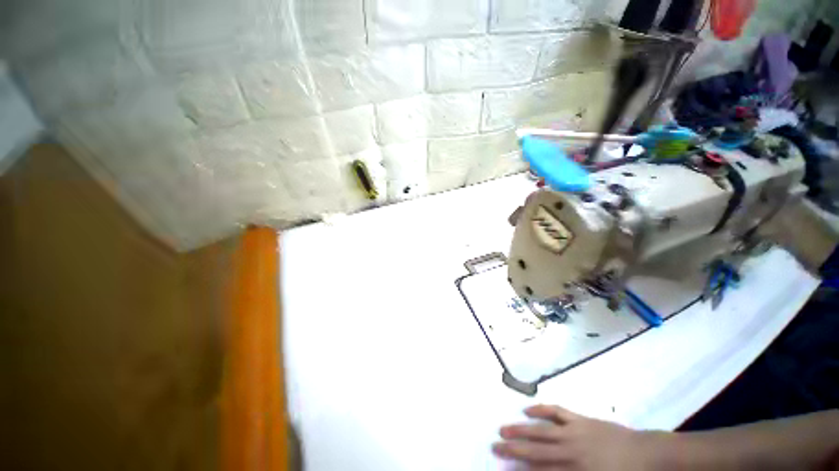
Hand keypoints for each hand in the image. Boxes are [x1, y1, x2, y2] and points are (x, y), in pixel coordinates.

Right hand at [493, 404, 664, 470]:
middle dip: (514, 450)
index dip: (522, 470)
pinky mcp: (579, 419)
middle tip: (495, 446)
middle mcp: (570, 450)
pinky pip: (556, 411)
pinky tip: (527, 410)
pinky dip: (541, 410)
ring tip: (504, 429)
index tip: (505, 468)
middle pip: (537, 450)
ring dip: (521, 430)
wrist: (646, 454)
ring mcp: (573, 431)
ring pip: (541, 430)